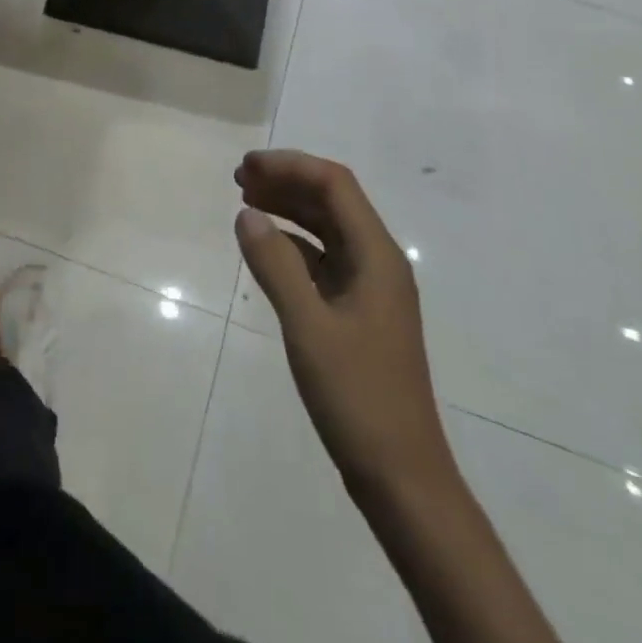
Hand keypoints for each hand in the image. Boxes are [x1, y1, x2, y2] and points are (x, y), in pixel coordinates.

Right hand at [234, 150, 453, 501]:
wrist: (402, 477)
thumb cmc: (357, 396)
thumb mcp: (308, 326)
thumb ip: (275, 265)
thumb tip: (246, 214)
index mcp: (377, 255)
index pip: (334, 185)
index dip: (290, 166)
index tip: (247, 167)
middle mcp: (378, 262)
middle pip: (332, 201)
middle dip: (287, 182)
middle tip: (239, 179)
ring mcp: (370, 289)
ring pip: (327, 230)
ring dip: (289, 210)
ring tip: (246, 202)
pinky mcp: (359, 313)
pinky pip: (324, 261)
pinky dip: (293, 245)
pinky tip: (266, 248)